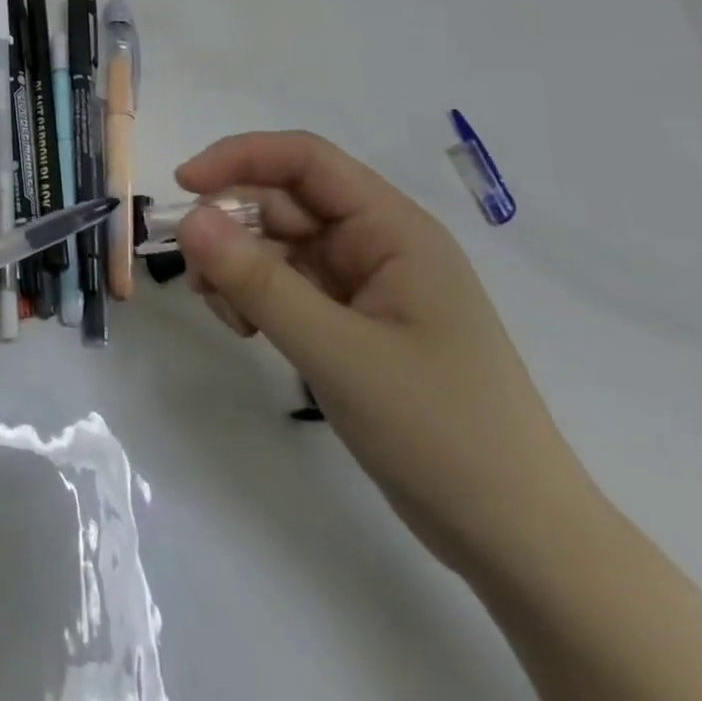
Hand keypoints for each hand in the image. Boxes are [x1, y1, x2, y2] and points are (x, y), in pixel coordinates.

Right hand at [175, 131, 605, 582]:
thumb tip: (188, 219)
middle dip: (232, 227)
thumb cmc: (441, 433)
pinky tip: (246, 331)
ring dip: (239, 267)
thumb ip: (259, 282)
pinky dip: (256, 297)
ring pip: (278, 245)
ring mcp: (365, 283)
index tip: (183, 185)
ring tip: (226, 316)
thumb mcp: (339, 353)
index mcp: (393, 229)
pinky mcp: (352, 321)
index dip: (240, 158)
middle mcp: (377, 243)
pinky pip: (287, 285)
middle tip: (198, 277)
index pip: (305, 160)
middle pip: (284, 202)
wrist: (518, 542)